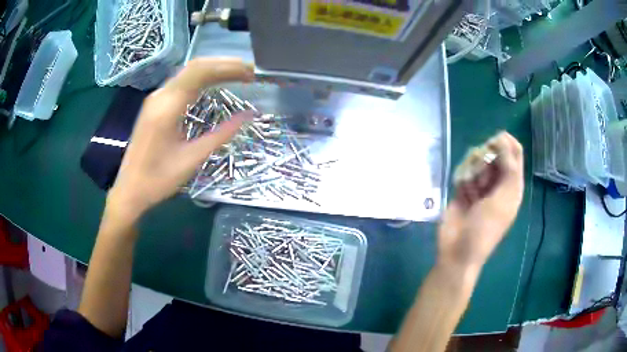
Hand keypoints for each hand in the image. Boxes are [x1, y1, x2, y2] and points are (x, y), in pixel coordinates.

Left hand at [106, 57, 254, 221]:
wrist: (129, 189)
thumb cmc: (158, 179)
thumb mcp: (192, 159)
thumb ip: (221, 135)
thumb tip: (248, 115)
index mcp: (167, 107)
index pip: (201, 72)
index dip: (229, 67)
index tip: (251, 73)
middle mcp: (160, 95)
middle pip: (195, 66)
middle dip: (225, 64)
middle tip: (250, 72)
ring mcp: (156, 98)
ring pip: (188, 72)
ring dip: (214, 69)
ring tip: (239, 75)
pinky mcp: (156, 104)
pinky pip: (182, 82)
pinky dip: (203, 78)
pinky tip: (215, 83)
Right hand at [438, 132, 523, 268]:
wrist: (458, 251)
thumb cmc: (485, 228)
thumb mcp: (504, 198)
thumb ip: (509, 168)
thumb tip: (502, 138)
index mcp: (512, 186)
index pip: (515, 153)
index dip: (506, 143)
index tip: (493, 142)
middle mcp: (498, 183)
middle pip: (494, 154)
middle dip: (486, 159)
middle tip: (482, 173)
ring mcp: (480, 186)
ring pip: (477, 161)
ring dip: (473, 171)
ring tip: (471, 191)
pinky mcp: (463, 190)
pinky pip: (463, 172)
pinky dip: (462, 179)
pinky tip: (461, 193)